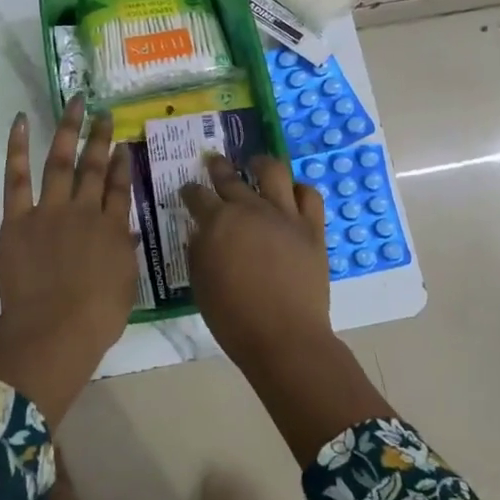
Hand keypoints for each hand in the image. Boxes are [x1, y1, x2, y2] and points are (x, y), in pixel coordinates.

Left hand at [0, 96, 136, 422]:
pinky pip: (17, 177)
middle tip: (105, 114)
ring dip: (68, 130)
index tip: (125, 144)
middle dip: (101, 138)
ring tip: (75, 104)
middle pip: (95, 167)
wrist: (54, 329)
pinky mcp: (18, 218)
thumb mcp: (125, 287)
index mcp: (112, 229)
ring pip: (61, 161)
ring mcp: (51, 210)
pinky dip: (17, 148)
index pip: (120, 188)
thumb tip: (128, 234)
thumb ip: (125, 255)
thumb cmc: (96, 318)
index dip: (124, 164)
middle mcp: (85, 210)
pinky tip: (21, 122)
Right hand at [180, 153, 332, 370]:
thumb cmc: (233, 317)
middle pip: (230, 177)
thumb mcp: (200, 284)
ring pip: (273, 171)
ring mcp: (284, 215)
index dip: (190, 190)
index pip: (197, 195)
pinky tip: (292, 194)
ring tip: (257, 164)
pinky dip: (299, 190)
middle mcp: (249, 209)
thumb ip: (198, 251)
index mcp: (217, 222)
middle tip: (214, 162)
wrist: (284, 337)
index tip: (188, 190)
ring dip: (261, 164)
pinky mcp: (311, 228)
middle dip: (218, 167)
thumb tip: (201, 232)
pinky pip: (309, 195)